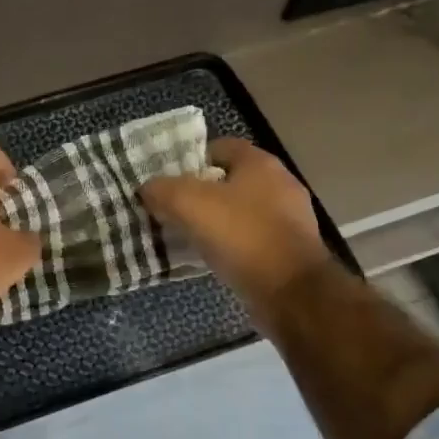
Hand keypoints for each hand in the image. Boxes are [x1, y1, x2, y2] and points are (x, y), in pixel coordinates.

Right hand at [141, 138, 331, 307]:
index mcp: (260, 164)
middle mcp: (280, 184)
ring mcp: (289, 218)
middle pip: (229, 181)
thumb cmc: (242, 236)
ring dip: (215, 222)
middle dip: (200, 194)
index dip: (192, 160)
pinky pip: (251, 238)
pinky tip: (212, 259)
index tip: (169, 182)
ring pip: (240, 212)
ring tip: (187, 237)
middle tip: (171, 210)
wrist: (291, 291)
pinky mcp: (290, 249)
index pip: (221, 147)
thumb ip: (163, 190)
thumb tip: (148, 188)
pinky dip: (231, 245)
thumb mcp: (189, 205)